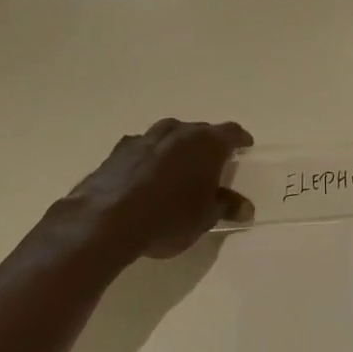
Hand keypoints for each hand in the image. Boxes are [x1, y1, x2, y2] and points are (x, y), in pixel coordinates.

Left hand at [61, 119, 253, 260]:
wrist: (107, 221)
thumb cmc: (169, 218)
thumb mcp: (205, 218)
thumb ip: (226, 206)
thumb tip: (245, 207)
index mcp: (206, 144)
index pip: (231, 132)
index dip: (240, 139)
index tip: (245, 147)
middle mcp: (178, 132)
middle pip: (200, 130)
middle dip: (208, 144)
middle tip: (213, 163)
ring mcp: (145, 138)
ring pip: (170, 134)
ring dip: (177, 146)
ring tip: (180, 167)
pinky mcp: (118, 150)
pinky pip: (143, 147)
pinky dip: (151, 156)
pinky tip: (147, 174)